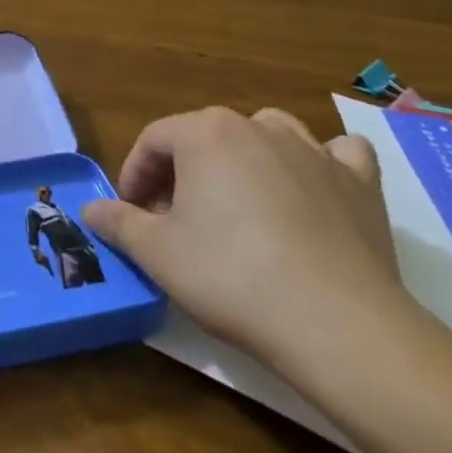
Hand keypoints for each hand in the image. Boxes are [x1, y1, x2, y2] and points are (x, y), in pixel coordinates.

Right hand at [82, 107, 411, 382]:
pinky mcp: (360, 183)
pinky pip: (338, 154)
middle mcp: (258, 127)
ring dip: (245, 156)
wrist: (337, 325)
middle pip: (205, 136)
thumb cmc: (231, 277)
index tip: (131, 212)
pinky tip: (313, 188)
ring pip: (268, 132)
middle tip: (174, 219)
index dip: (134, 174)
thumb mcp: (157, 253)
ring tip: (237, 199)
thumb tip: (91, 209)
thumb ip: (118, 223)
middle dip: (183, 171)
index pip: (154, 139)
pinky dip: (322, 162)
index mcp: (205, 133)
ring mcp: (315, 152)